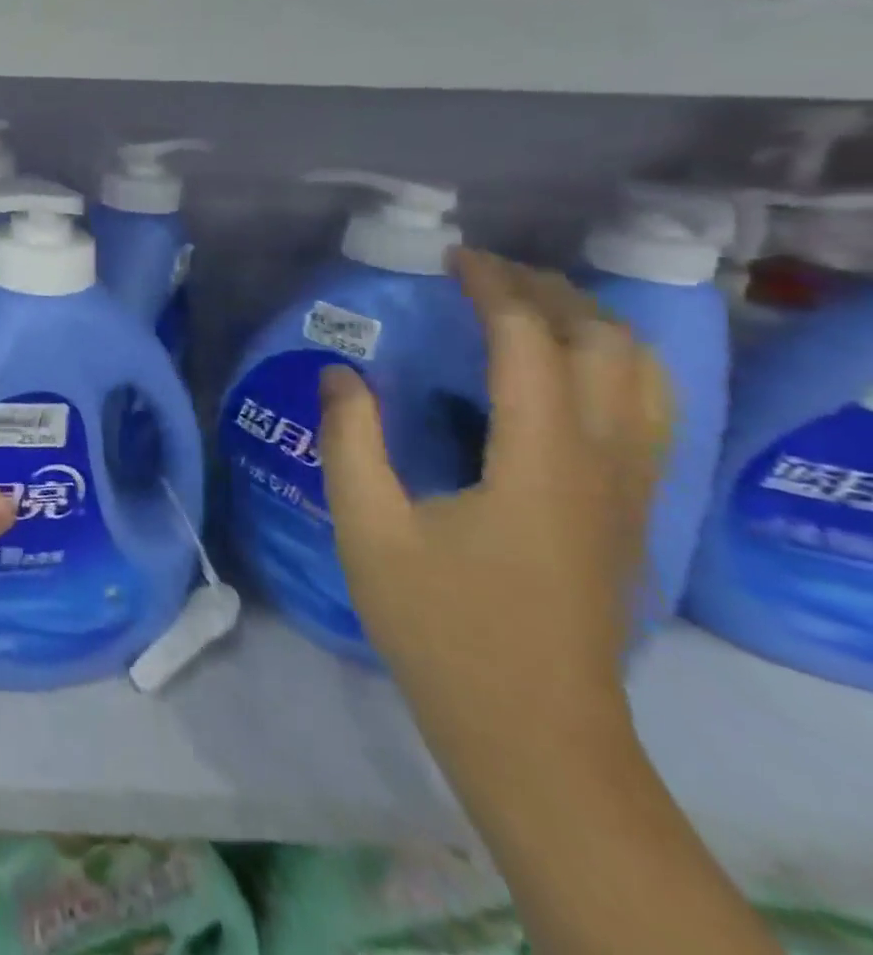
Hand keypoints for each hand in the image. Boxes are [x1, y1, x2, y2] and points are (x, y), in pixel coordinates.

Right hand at [316, 248, 670, 754]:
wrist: (533, 730)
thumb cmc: (441, 625)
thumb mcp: (369, 529)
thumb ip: (350, 440)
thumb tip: (342, 372)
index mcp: (539, 459)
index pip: (531, 342)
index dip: (494, 287)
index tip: (451, 256)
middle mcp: (603, 462)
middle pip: (606, 345)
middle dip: (548, 292)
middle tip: (483, 272)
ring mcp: (629, 490)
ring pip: (643, 377)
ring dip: (589, 323)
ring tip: (527, 305)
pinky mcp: (629, 512)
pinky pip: (644, 411)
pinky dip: (610, 364)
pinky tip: (561, 372)